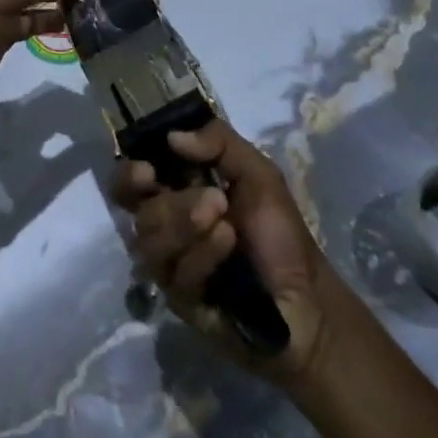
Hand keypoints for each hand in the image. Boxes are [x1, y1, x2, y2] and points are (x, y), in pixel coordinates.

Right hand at [110, 120, 337, 385]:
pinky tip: (229, 245)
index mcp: (176, 192)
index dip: (129, 175)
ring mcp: (170, 265)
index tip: (147, 169)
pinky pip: (176, 273)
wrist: (307, 301)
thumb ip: (219, 142)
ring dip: (188, 225)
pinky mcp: (180, 300)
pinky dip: (204, 254)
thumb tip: (172, 136)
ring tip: (226, 222)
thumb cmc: (279, 232)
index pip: (130, 182)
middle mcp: (165, 226)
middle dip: (171, 203)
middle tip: (209, 198)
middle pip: (137, 211)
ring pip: (150, 241)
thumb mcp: (258, 173)